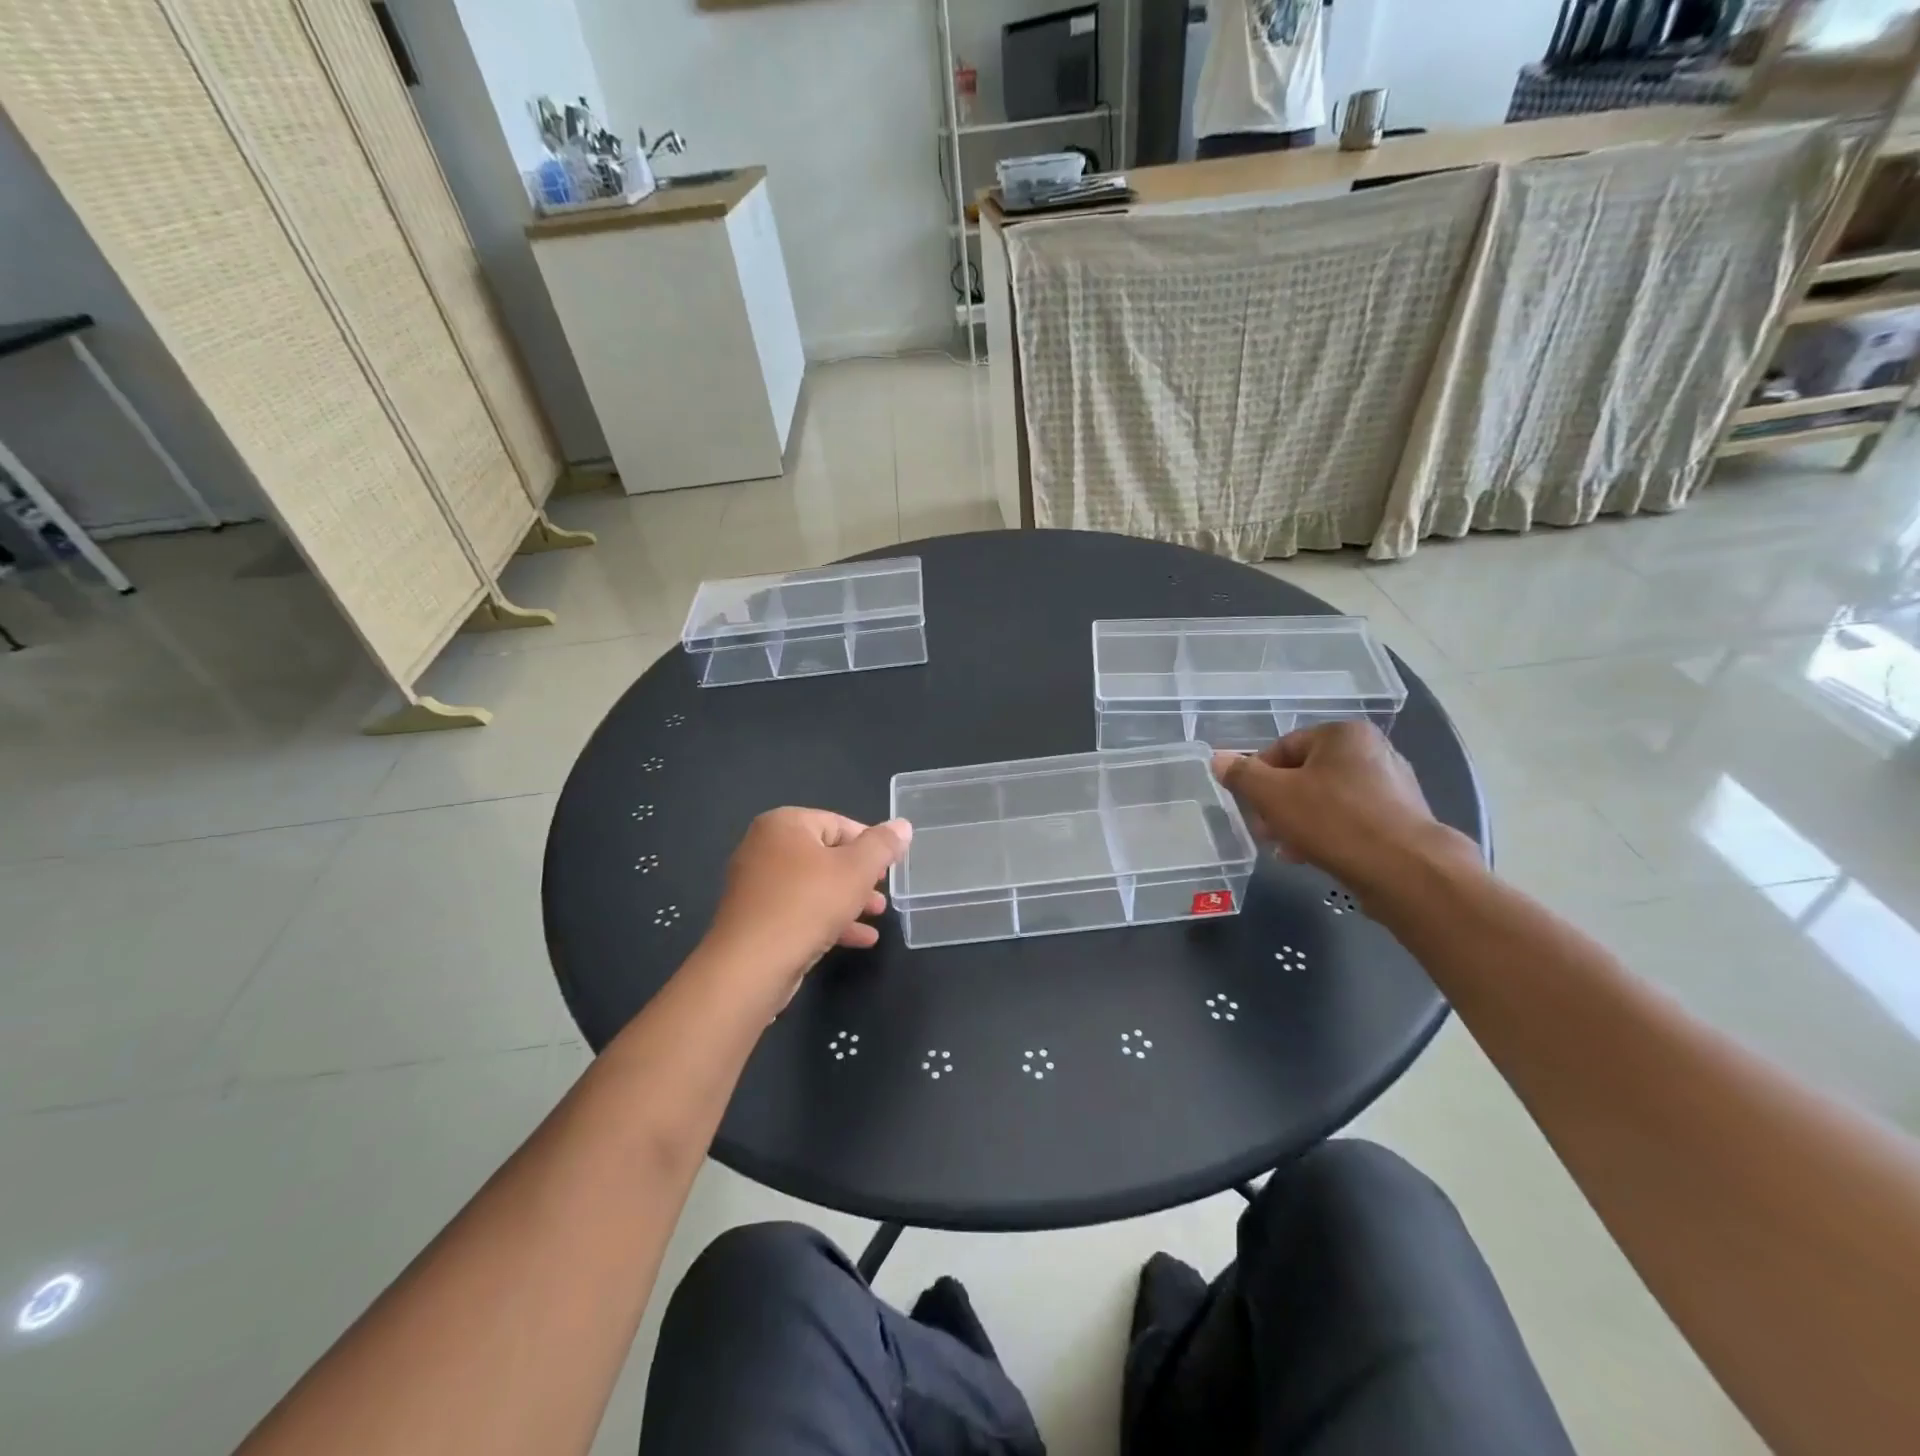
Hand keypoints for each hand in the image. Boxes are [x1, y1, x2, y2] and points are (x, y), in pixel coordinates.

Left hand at [701, 808, 911, 1005]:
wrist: (751, 966)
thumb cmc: (807, 904)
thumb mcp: (857, 870)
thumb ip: (882, 845)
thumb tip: (902, 825)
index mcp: (784, 824)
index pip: (838, 824)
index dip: (869, 845)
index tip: (890, 867)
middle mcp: (764, 847)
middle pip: (826, 855)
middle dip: (860, 876)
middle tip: (883, 892)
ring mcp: (757, 885)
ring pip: (814, 886)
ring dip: (848, 900)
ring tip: (877, 915)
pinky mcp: (756, 918)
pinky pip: (799, 910)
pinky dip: (828, 920)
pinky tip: (860, 939)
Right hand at [1212, 722, 1475, 902]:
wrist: (1406, 871)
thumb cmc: (1334, 821)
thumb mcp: (1273, 795)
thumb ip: (1242, 775)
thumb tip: (1219, 759)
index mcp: (1343, 734)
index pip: (1283, 746)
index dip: (1257, 776)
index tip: (1249, 806)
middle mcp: (1372, 751)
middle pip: (1305, 773)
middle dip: (1279, 803)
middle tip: (1265, 832)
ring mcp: (1392, 785)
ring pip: (1327, 798)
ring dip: (1299, 821)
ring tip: (1287, 849)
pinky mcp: (1402, 818)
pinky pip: (1352, 819)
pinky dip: (1329, 833)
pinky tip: (1315, 856)